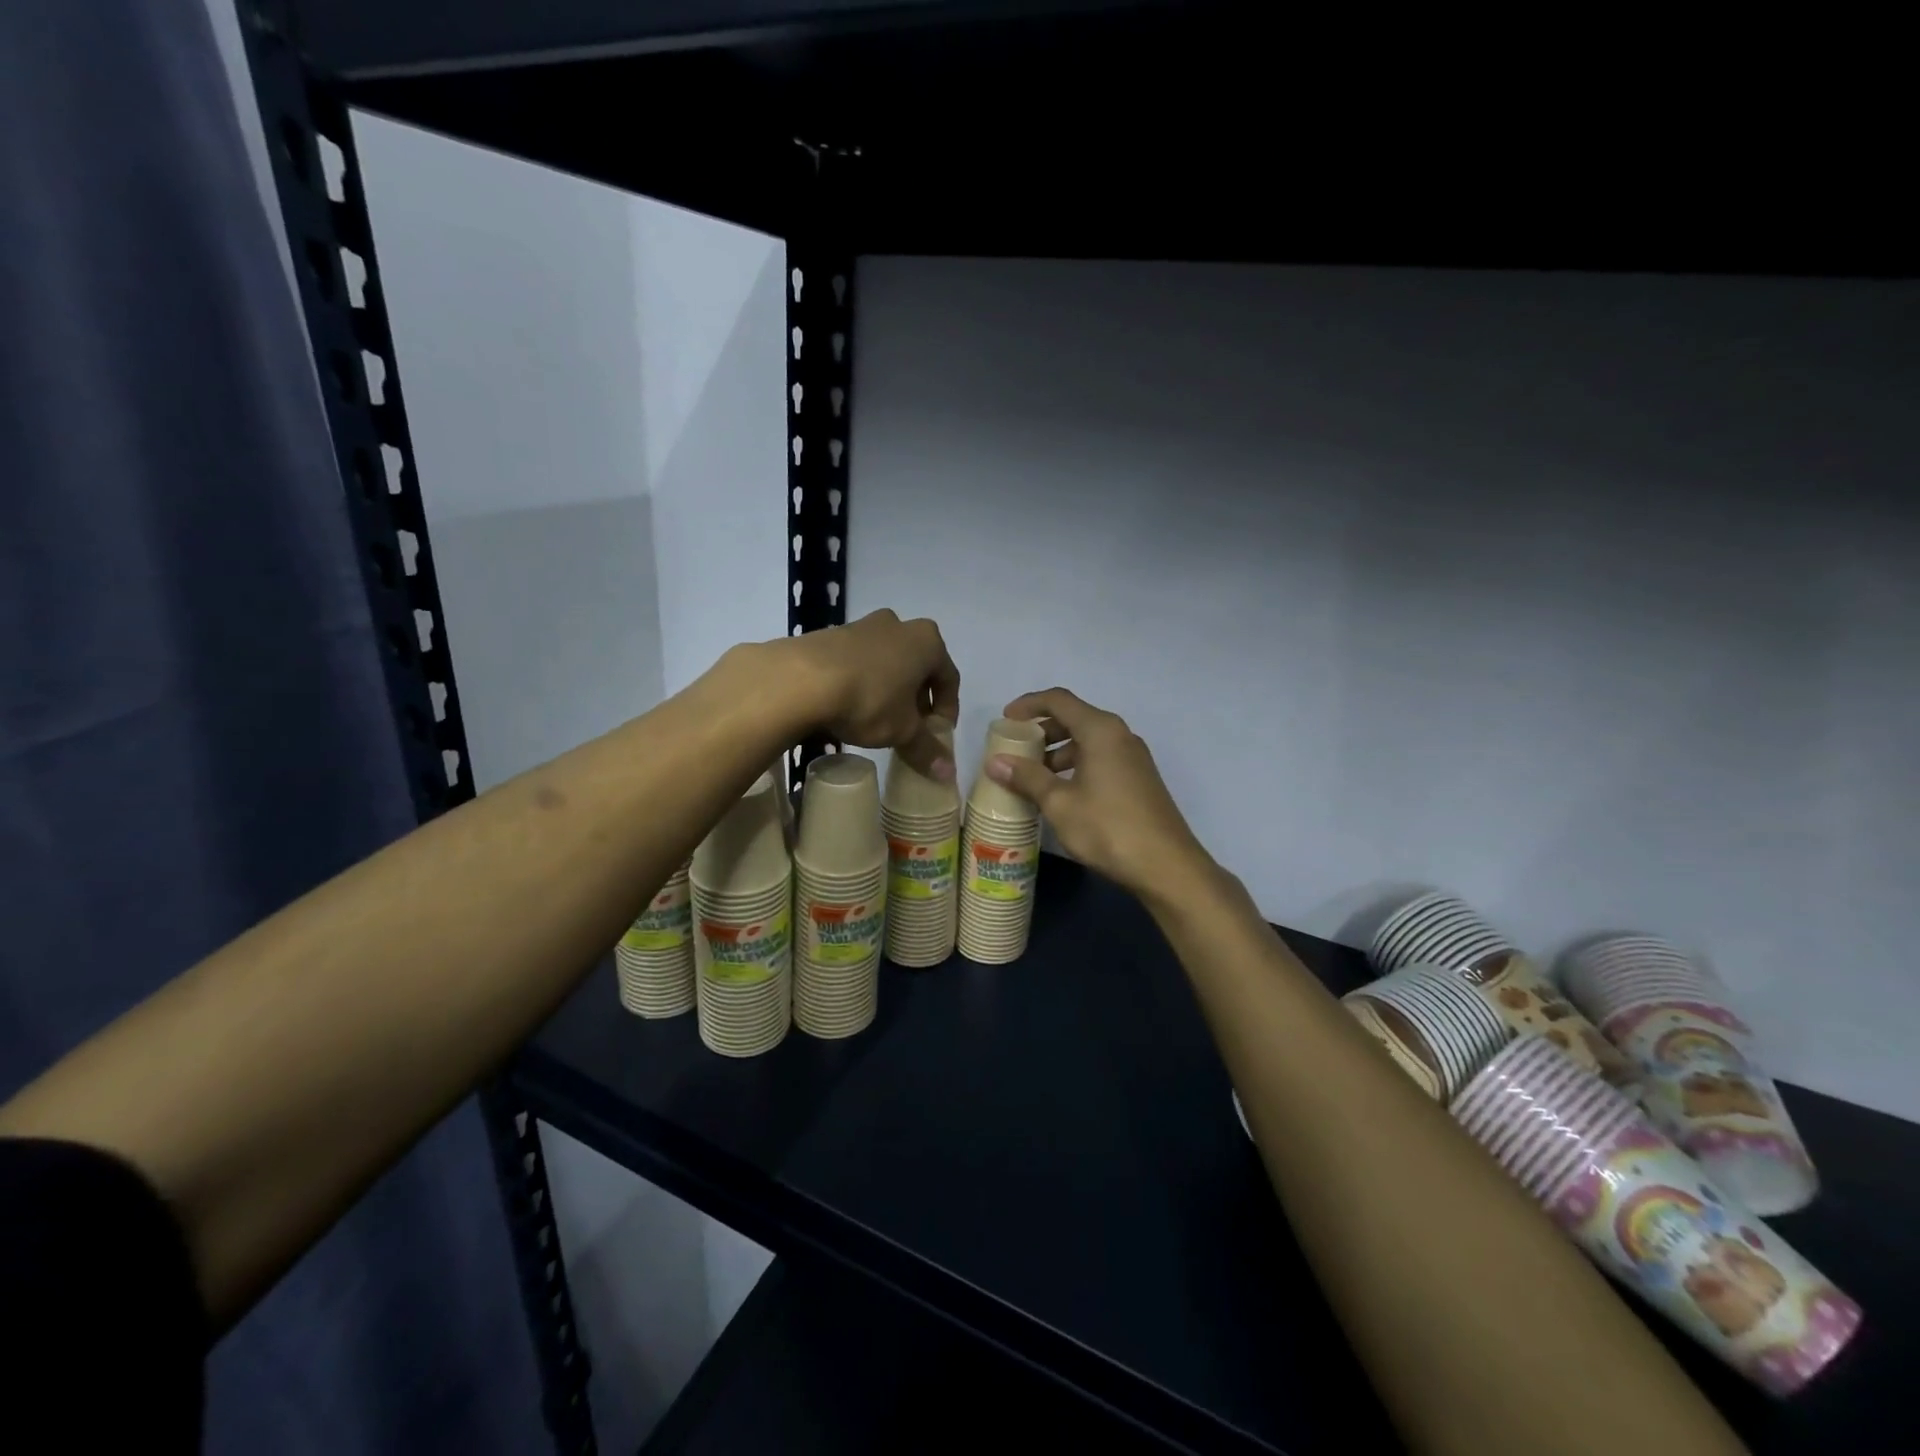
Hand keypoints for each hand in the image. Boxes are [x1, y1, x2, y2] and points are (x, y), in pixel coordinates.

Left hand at [791, 610, 960, 780]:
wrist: (800, 679)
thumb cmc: (868, 699)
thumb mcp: (902, 731)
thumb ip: (927, 749)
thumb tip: (947, 773)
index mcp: (927, 641)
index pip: (949, 678)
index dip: (947, 710)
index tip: (938, 735)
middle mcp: (898, 625)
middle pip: (917, 667)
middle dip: (917, 700)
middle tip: (911, 729)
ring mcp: (862, 626)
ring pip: (887, 663)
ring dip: (889, 690)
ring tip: (879, 721)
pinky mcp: (831, 635)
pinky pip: (858, 662)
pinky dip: (862, 683)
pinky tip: (850, 707)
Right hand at [986, 688, 1210, 898]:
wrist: (1166, 865)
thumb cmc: (1108, 828)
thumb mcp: (1059, 803)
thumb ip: (1027, 778)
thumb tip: (995, 762)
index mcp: (1100, 730)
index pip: (1059, 700)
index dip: (1029, 704)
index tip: (1005, 720)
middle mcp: (1119, 735)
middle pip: (1074, 718)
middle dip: (1042, 731)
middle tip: (1016, 750)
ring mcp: (1133, 757)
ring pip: (1088, 741)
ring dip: (1058, 751)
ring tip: (1033, 776)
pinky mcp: (1138, 778)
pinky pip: (1100, 758)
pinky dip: (1076, 765)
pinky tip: (1061, 792)